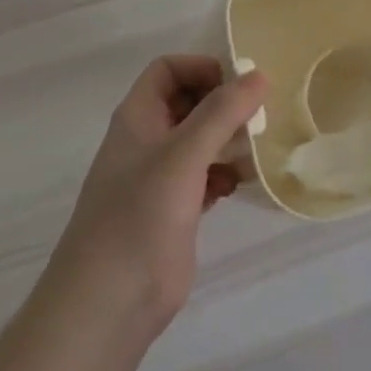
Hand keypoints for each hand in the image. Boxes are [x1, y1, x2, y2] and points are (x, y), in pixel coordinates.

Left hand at [52, 55, 268, 336]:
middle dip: (223, 103)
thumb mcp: (183, 155)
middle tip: (261, 112)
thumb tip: (258, 75)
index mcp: (137, 118)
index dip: (202, 67)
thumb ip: (221, 113)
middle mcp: (147, 141)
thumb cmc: (140, 216)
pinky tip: (242, 183)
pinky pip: (205, 176)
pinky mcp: (175, 210)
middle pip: (187, 102)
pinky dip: (225, 173)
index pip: (168, 70)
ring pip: (199, 141)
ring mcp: (160, 178)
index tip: (240, 84)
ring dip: (229, 138)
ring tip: (259, 145)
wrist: (109, 303)